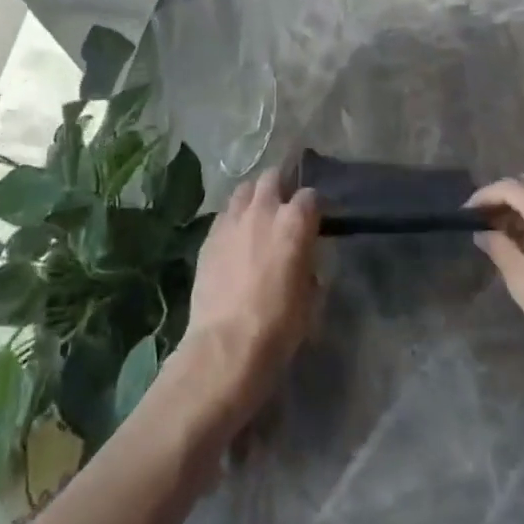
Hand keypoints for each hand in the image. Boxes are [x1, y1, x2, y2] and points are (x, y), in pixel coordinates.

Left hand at [167, 168, 319, 442]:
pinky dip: (233, 218)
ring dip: (254, 197)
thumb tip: (304, 262)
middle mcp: (263, 210)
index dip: (314, 208)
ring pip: (244, 190)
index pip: (311, 196)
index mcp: (295, 222)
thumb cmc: (280, 325)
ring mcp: (232, 221)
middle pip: (272, 178)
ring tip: (257, 215)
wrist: (227, 345)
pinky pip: (225, 214)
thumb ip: (310, 267)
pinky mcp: (209, 237)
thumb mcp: (311, 297)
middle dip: (281, 187)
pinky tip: (236, 236)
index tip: (315, 221)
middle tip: (284, 208)